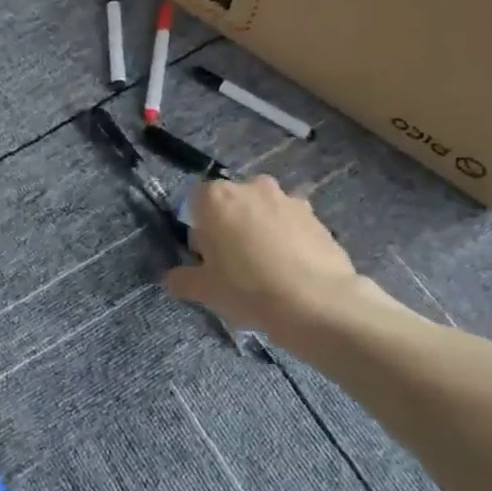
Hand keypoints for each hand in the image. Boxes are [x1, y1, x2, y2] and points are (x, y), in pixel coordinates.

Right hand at [167, 175, 389, 334]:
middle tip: (233, 264)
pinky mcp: (317, 217)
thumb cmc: (248, 290)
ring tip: (266, 269)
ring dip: (260, 231)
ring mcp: (288, 199)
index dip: (197, 230)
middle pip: (231, 203)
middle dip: (229, 226)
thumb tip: (174, 278)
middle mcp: (252, 187)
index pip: (195, 202)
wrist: (318, 303)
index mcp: (217, 198)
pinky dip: (287, 240)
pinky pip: (291, 225)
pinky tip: (291, 272)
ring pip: (263, 212)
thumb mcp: (205, 291)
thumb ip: (183, 280)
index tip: (204, 257)